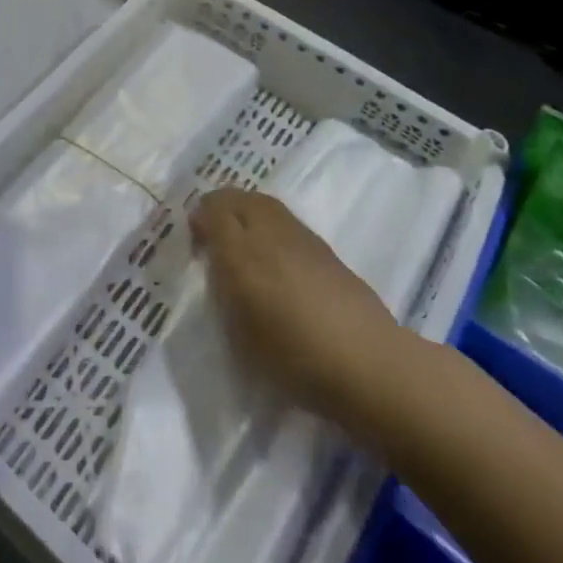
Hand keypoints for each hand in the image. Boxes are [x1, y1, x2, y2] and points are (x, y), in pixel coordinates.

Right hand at [191, 187, 408, 426]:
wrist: (367, 363)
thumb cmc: (293, 357)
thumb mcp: (239, 333)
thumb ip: (224, 292)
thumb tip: (218, 266)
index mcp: (241, 252)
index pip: (212, 211)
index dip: (199, 219)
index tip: (195, 242)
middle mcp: (268, 233)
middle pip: (238, 198)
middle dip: (220, 207)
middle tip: (214, 234)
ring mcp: (300, 237)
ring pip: (264, 204)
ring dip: (246, 213)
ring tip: (243, 242)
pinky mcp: (324, 249)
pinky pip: (285, 221)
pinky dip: (270, 226)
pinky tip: (274, 256)